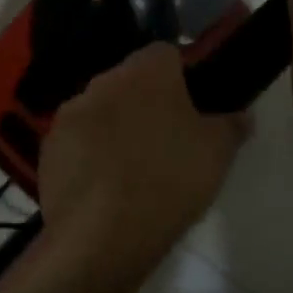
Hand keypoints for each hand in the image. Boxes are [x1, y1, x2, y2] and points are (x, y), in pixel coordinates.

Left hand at [37, 43, 246, 292]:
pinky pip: (78, 139)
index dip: (181, 77)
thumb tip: (242, 114)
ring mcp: (72, 112)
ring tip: (132, 167)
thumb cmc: (169, 180)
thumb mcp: (218, 153)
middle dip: (146, 101)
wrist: (102, 238)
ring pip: (102, 108)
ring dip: (115, 126)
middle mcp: (106, 79)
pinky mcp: (49, 146)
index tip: (191, 109)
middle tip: (166, 139)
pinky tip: (104, 186)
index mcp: (148, 70)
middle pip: (132, 80)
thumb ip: (232, 124)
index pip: (167, 53)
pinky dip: (89, 153)